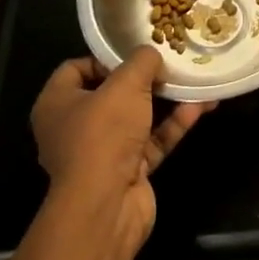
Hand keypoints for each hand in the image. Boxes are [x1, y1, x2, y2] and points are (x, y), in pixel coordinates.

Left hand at [30, 48, 213, 256]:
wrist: (106, 208)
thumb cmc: (103, 134)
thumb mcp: (125, 83)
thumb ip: (142, 61)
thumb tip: (152, 54)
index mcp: (57, 104)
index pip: (76, 69)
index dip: (105, 57)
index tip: (135, 52)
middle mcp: (74, 128)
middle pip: (110, 94)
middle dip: (142, 79)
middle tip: (170, 62)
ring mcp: (101, 153)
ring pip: (136, 118)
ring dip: (165, 100)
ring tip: (193, 79)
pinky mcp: (127, 172)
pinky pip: (152, 141)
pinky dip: (174, 124)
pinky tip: (201, 106)